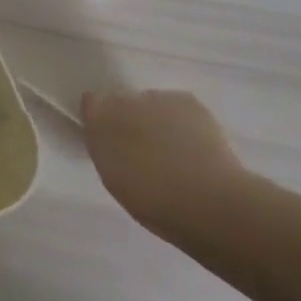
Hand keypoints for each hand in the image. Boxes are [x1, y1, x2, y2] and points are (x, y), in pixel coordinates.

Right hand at [81, 89, 251, 237]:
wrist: (209, 202)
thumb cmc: (154, 202)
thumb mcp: (115, 180)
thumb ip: (106, 150)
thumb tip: (108, 133)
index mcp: (100, 122)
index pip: (91, 104)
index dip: (100, 120)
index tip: (111, 141)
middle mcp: (124, 100)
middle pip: (122, 102)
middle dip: (130, 120)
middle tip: (144, 151)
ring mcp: (158, 98)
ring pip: (151, 103)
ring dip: (156, 119)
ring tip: (174, 152)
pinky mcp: (189, 101)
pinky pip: (178, 106)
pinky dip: (182, 120)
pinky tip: (194, 145)